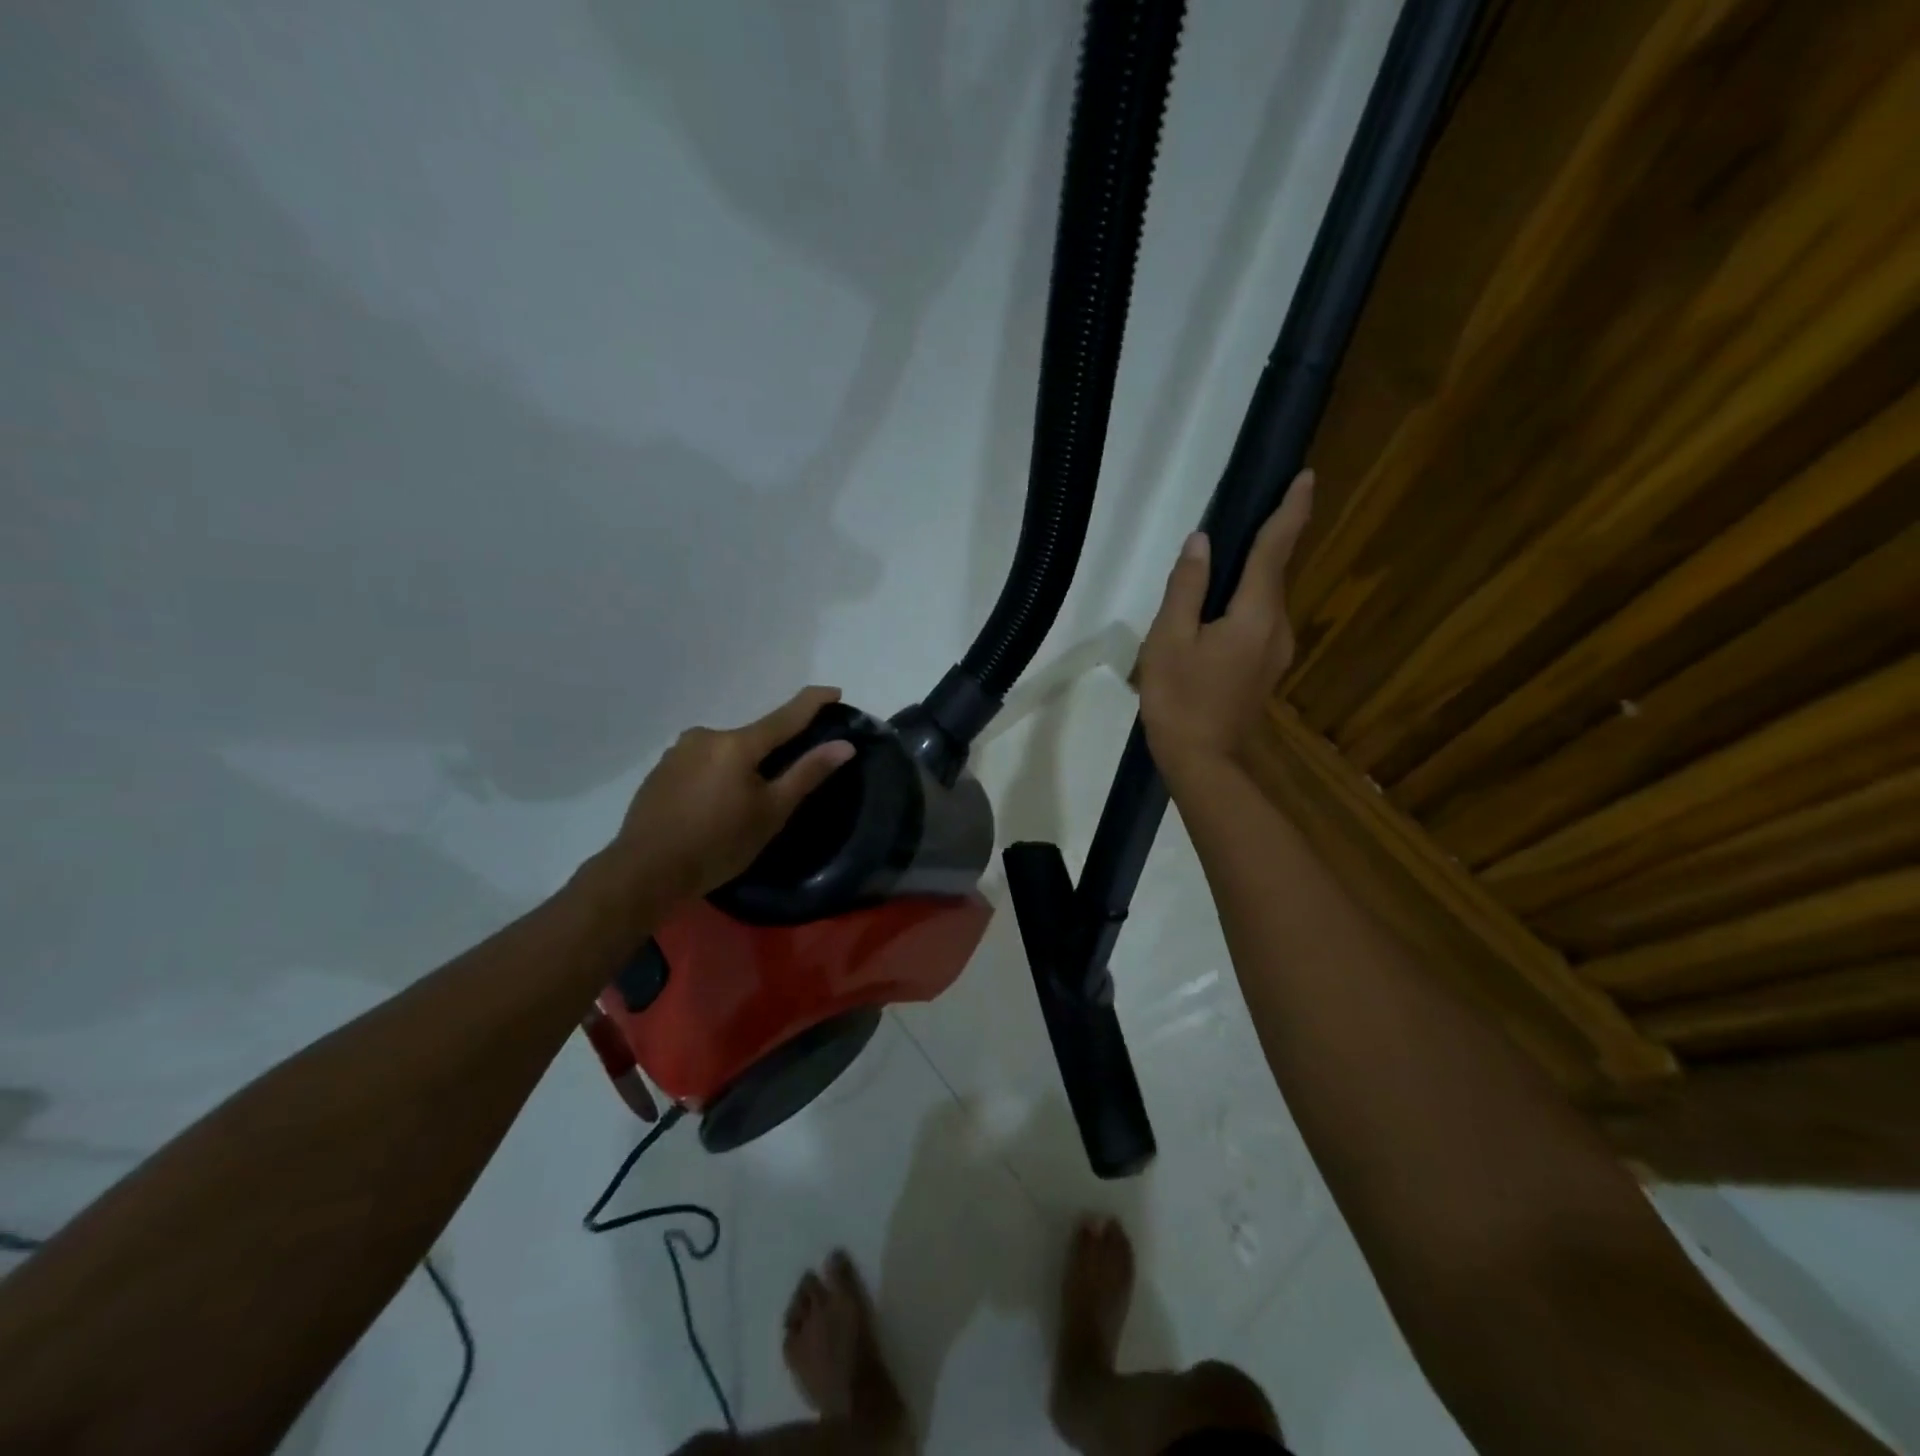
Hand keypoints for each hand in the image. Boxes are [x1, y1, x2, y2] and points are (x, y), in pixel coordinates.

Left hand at [608, 686, 856, 906]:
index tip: (834, 691)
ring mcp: (678, 751)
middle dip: (771, 755)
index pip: (786, 716)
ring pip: (725, 752)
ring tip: (740, 807)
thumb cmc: (717, 844)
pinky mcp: (660, 770)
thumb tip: (844, 745)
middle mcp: (706, 736)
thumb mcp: (771, 813)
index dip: (813, 702)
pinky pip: (701, 764)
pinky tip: (711, 808)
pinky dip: (715, 777)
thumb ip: (807, 774)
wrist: (644, 872)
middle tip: (779, 789)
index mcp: (737, 744)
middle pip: (752, 738)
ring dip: (740, 768)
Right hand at [1137, 470, 1313, 774]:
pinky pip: (1259, 620)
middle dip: (1270, 538)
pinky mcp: (1264, 669)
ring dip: (1255, 573)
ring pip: (1266, 599)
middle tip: (1253, 509)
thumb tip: (1201, 543)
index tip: (1306, 476)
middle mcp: (1277, 627)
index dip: (1290, 511)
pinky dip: (1246, 601)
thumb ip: (1186, 588)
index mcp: (1255, 614)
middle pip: (1274, 572)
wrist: (1201, 760)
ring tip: (1225, 559)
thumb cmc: (1180, 698)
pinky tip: (1219, 608)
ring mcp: (1275, 651)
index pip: (1276, 550)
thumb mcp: (1169, 639)